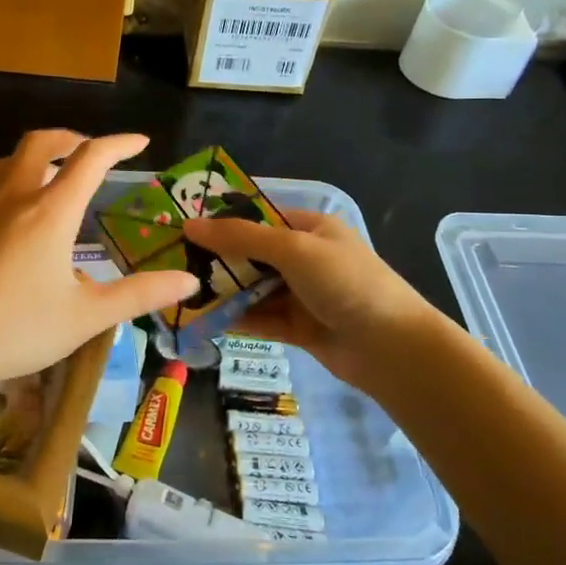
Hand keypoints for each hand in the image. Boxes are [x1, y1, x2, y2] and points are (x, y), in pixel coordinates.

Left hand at [0, 130, 197, 394]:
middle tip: (90, 152)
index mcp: (51, 211)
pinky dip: (9, 182)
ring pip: (9, 160)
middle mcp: (15, 196)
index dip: (120, 144)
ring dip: (36, 156)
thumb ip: (138, 295)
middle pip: (42, 142)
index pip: (91, 158)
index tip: (140, 142)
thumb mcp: (84, 318)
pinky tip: (9, 214)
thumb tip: (188, 280)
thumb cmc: (13, 328)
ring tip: (52, 177)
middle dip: (72, 138)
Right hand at [182, 208, 444, 391]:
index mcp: (310, 228)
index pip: (258, 217)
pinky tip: (203, 320)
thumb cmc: (345, 282)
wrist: (391, 348)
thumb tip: (190, 225)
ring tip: (181, 293)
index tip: (183, 228)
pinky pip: (260, 318)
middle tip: (173, 263)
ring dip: (223, 291)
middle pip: (251, 254)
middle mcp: (305, 258)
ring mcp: (302, 294)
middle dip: (217, 259)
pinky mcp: (298, 327)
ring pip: (252, 288)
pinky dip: (235, 318)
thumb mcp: (292, 249)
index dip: (222, 221)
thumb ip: (241, 237)